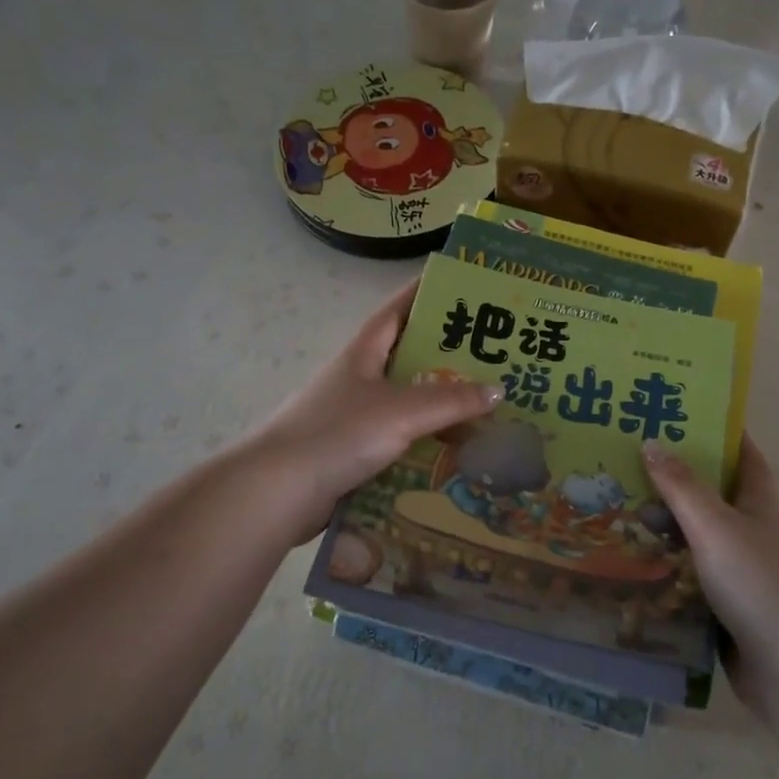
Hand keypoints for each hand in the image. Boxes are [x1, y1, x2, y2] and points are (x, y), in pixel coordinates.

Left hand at [241, 279, 502, 543]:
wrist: (279, 492)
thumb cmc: (337, 434)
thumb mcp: (400, 410)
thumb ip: (450, 400)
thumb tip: (499, 390)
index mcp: (362, 353)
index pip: (397, 310)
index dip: (425, 294)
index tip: (459, 286)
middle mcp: (358, 380)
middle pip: (408, 359)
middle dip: (447, 358)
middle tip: (494, 357)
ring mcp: (354, 418)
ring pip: (408, 405)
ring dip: (441, 408)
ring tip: (487, 409)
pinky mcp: (354, 454)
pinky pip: (400, 442)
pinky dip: (426, 445)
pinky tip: (456, 455)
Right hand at [642, 435, 778, 712]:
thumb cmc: (755, 582)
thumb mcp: (714, 525)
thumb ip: (681, 486)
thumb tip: (651, 442)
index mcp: (759, 503)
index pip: (744, 455)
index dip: (720, 433)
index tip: (683, 415)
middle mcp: (752, 531)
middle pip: (713, 494)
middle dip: (677, 479)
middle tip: (629, 463)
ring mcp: (741, 570)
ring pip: (698, 536)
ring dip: (666, 524)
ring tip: (619, 509)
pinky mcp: (726, 604)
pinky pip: (690, 573)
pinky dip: (666, 565)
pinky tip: (633, 562)